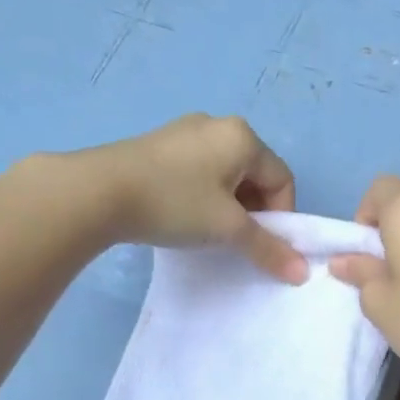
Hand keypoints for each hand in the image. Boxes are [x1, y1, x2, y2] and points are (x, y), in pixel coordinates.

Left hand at [94, 113, 305, 282]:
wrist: (98, 192)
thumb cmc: (175, 203)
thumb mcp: (228, 230)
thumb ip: (269, 249)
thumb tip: (301, 273)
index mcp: (243, 137)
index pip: (282, 179)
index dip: (282, 217)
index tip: (264, 244)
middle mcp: (218, 125)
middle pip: (255, 175)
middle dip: (255, 211)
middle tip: (238, 240)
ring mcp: (185, 132)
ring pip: (226, 174)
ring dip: (229, 206)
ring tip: (209, 231)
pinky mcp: (159, 145)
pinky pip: (199, 171)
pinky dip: (204, 196)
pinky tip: (184, 215)